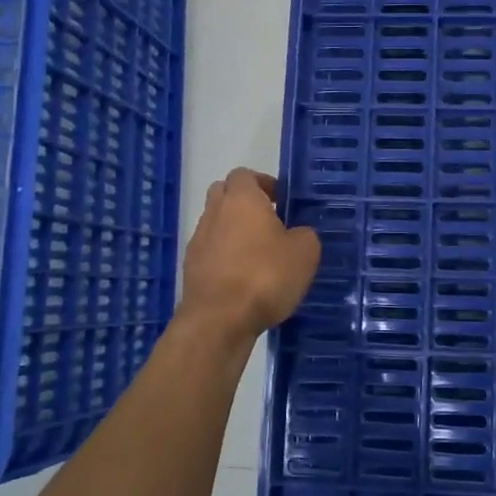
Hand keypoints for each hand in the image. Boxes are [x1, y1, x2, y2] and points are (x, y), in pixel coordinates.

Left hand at [177, 169, 319, 340]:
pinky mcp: (191, 268)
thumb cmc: (265, 276)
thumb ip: (304, 234)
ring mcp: (198, 241)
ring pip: (216, 224)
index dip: (263, 184)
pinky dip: (225, 257)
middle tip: (269, 222)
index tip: (281, 201)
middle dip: (244, 203)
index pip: (245, 174)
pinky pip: (210, 251)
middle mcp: (215, 213)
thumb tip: (297, 234)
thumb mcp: (305, 252)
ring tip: (259, 255)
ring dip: (234, 232)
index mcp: (242, 199)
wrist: (219, 320)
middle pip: (224, 194)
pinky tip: (244, 279)